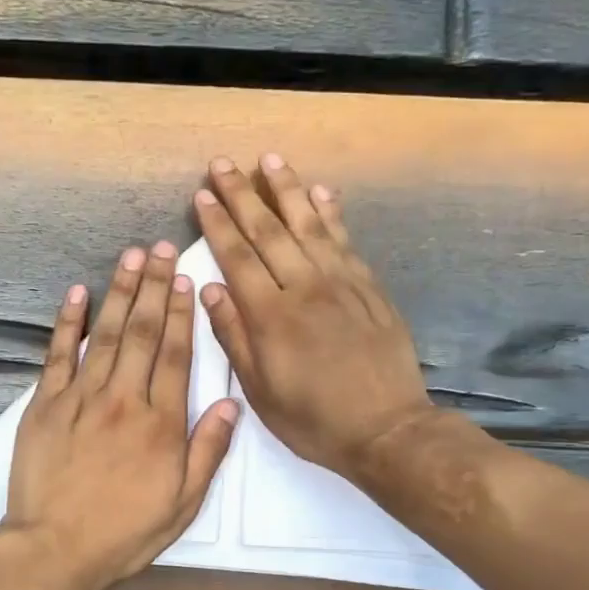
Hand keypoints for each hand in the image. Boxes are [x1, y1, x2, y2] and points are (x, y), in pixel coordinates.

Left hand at [0, 241, 239, 589]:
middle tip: (160, 248)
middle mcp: (124, 399)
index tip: (185, 279)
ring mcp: (80, 398)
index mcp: (161, 423)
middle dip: (154, 287)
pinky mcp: (44, 405)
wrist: (56, 548)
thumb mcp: (183, 503)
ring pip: (106, 334)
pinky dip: (68, 323)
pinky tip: (77, 294)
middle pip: (144, 333)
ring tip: (130, 256)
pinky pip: (58, 355)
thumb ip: (208, 451)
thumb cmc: (125, 531)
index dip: (182, 313)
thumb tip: (231, 404)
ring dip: (119, 292)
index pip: (177, 355)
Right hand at [195, 154, 437, 476]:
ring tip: (270, 159)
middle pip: (269, 230)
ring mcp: (341, 282)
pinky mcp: (368, 287)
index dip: (217, 224)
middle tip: (223, 164)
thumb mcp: (260, 391)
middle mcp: (304, 287)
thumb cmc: (313, 419)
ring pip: (309, 224)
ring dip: (287, 189)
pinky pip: (345, 240)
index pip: (237, 257)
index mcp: (271, 316)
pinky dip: (331, 213)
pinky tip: (322, 192)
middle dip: (243, 194)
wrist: (386, 429)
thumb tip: (210, 289)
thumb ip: (234, 337)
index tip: (202, 195)